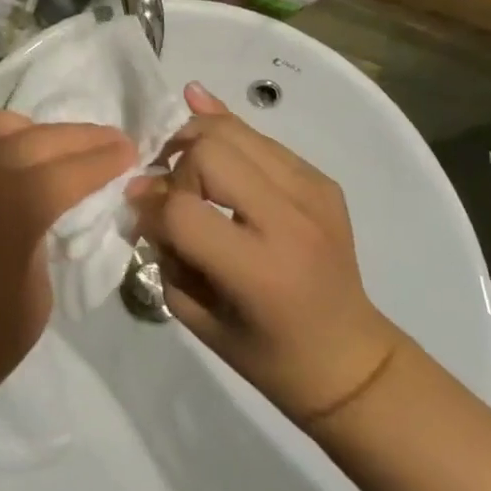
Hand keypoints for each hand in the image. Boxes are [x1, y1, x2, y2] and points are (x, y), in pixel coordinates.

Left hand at [0, 110, 134, 446]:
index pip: (71, 168)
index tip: (130, 149)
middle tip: (108, 140)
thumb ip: (43, 244)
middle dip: (78, 137)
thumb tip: (42, 217)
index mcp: (11, 205)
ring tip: (49, 149)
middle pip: (36, 137)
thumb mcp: (32, 305)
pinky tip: (0, 166)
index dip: (106, 158)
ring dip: (29, 131)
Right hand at [128, 85, 403, 433]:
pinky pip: (260, 138)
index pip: (183, 210)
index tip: (139, 211)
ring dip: (196, 138)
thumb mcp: (199, 316)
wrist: (351, 359)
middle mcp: (290, 221)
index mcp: (260, 270)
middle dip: (176, 163)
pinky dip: (225, 132)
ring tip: (181, 157)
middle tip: (166, 184)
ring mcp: (311, 193)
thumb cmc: (268, 356)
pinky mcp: (321, 180)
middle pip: (210, 150)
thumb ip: (167, 251)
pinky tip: (203, 131)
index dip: (150, 205)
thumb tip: (142, 191)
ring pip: (234, 130)